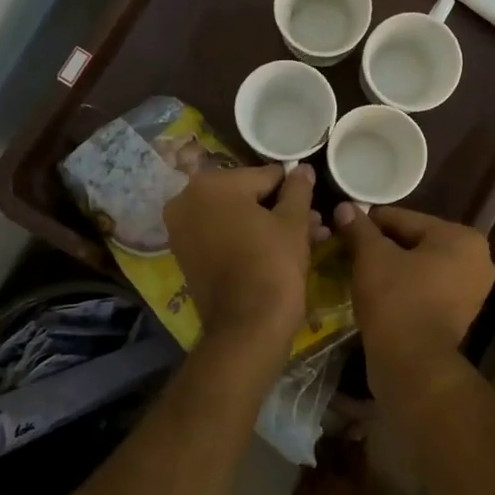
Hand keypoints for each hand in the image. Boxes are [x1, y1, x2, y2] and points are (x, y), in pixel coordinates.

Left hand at [165, 163, 318, 347]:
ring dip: (267, 224)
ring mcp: (181, 230)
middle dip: (279, 208)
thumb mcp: (293, 222)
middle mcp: (186, 200)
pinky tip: (279, 249)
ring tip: (307, 237)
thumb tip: (302, 169)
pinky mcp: (185, 256)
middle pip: (245, 196)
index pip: (263, 176)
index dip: (291, 188)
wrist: (247, 326)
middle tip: (313, 221)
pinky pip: (222, 236)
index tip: (312, 199)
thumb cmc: (272, 264)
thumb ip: (298, 189)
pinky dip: (246, 239)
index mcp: (211, 183)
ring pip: (235, 218)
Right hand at [335, 204, 494, 394]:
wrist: (412, 363)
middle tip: (349, 251)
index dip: (370, 223)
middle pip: (415, 241)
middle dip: (382, 246)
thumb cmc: (396, 300)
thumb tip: (344, 206)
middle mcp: (476, 259)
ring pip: (420, 266)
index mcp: (461, 237)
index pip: (405, 218)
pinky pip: (426, 288)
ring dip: (392, 267)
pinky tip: (377, 291)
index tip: (343, 227)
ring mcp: (472, 290)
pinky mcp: (461, 314)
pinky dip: (404, 287)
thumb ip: (359, 228)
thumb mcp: (371, 257)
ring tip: (359, 271)